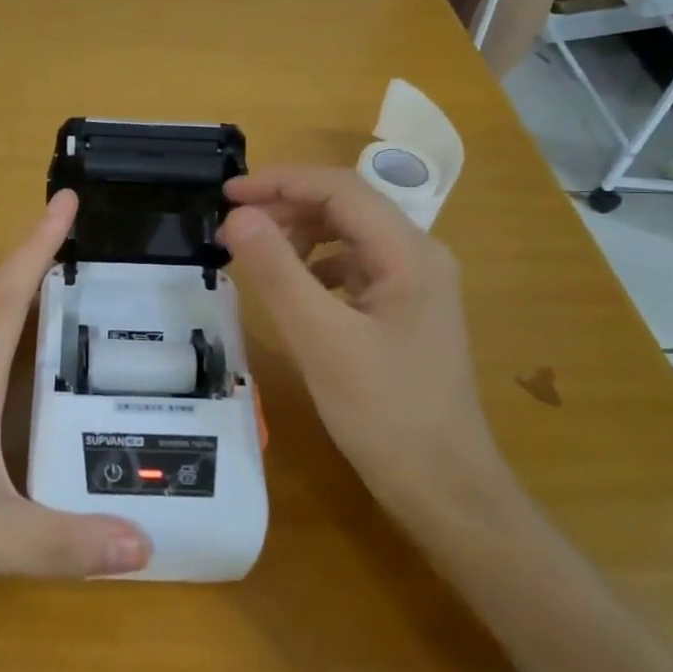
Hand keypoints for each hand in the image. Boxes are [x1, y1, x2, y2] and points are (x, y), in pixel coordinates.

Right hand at [219, 166, 512, 527]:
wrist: (445, 489)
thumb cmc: (385, 413)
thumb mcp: (322, 340)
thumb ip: (277, 272)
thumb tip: (237, 217)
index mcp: (409, 252)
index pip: (339, 189)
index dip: (280, 182)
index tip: (227, 194)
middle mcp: (418, 257)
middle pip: (346, 207)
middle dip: (286, 208)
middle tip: (232, 228)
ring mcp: (415, 287)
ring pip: (348, 237)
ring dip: (299, 236)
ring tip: (254, 254)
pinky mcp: (403, 315)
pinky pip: (353, 270)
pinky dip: (315, 267)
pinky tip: (291, 289)